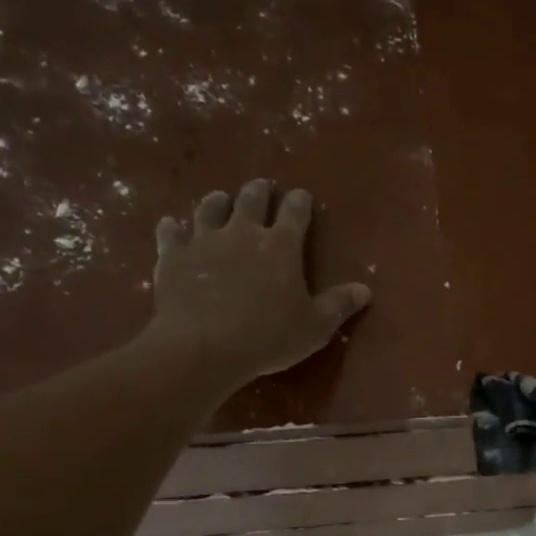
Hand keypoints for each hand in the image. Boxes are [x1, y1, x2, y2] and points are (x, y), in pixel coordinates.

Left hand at [150, 179, 370, 390]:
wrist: (203, 347)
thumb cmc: (268, 337)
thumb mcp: (315, 327)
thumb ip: (339, 305)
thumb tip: (364, 289)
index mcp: (281, 246)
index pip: (295, 212)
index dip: (300, 202)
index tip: (302, 197)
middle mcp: (242, 232)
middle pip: (251, 200)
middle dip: (258, 192)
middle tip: (261, 188)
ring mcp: (204, 241)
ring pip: (210, 209)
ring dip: (217, 202)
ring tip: (220, 200)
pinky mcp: (174, 256)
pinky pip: (171, 234)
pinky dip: (173, 228)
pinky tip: (172, 226)